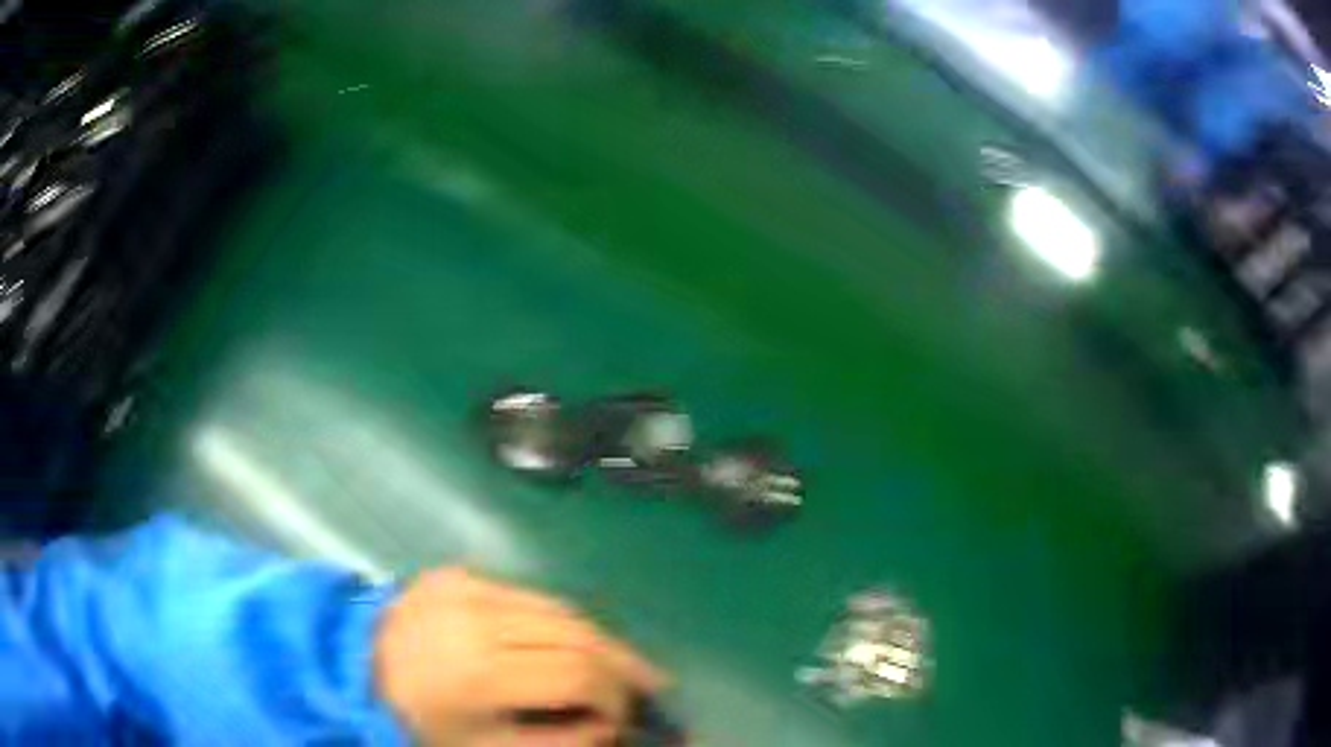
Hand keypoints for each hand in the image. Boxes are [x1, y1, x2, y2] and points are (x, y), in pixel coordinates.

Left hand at [374, 568, 667, 745]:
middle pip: (575, 632)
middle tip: (653, 682)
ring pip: (559, 607)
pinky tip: (572, 642)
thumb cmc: (418, 721)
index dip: (613, 696)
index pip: (574, 673)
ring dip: (599, 637)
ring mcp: (464, 586)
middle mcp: (475, 617)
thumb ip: (557, 741)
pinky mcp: (457, 574)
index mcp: (477, 671)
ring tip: (625, 662)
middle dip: (622, 661)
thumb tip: (610, 725)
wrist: (353, 669)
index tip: (624, 717)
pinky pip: (527, 596)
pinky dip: (559, 621)